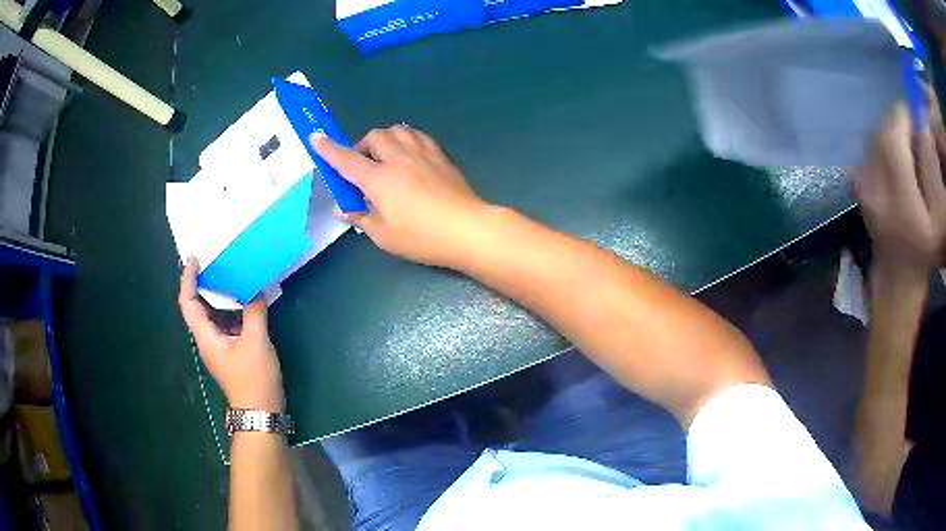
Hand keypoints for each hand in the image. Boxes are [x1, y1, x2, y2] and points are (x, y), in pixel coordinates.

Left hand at [178, 259, 284, 411]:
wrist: (260, 412)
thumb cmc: (253, 378)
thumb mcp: (256, 342)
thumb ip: (254, 312)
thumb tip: (256, 289)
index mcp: (206, 336)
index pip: (188, 302)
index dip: (188, 279)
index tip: (195, 258)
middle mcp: (207, 339)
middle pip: (198, 306)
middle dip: (204, 282)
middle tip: (216, 261)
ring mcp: (219, 345)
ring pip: (214, 314)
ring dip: (221, 295)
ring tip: (233, 274)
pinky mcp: (231, 350)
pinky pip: (227, 323)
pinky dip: (233, 309)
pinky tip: (246, 300)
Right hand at [311, 125, 491, 267]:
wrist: (466, 228)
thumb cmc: (421, 236)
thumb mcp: (383, 235)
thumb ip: (360, 217)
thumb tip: (343, 208)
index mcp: (378, 178)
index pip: (346, 159)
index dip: (328, 149)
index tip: (315, 137)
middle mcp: (397, 158)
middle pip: (374, 137)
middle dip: (362, 146)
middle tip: (363, 167)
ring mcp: (421, 153)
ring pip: (397, 130)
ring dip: (385, 139)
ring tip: (385, 158)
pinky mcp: (440, 156)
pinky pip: (418, 136)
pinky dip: (406, 139)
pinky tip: (409, 155)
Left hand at [855, 103, 945, 272]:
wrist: (900, 274)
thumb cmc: (925, 248)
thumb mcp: (938, 216)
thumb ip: (932, 168)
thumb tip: (924, 126)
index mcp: (898, 195)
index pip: (893, 134)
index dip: (903, 117)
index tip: (915, 119)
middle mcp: (874, 185)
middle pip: (881, 132)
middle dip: (897, 124)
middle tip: (913, 133)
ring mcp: (862, 186)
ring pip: (873, 138)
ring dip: (890, 134)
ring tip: (906, 148)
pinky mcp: (858, 187)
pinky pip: (868, 150)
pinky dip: (881, 145)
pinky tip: (895, 161)